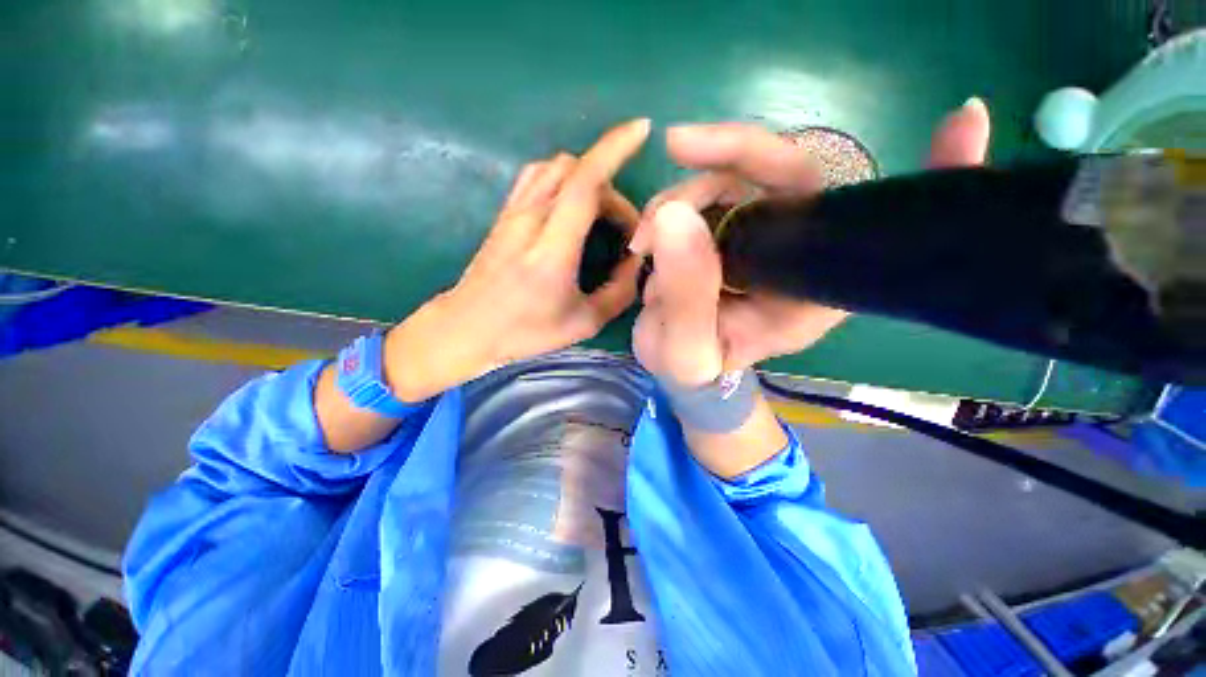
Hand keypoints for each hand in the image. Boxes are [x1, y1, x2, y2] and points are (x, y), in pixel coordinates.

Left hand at [385, 119, 650, 401]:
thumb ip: (618, 292)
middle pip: (576, 171)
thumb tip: (636, 262)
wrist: (467, 328)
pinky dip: (563, 180)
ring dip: (587, 180)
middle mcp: (530, 218)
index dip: (614, 149)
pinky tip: (572, 207)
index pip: (584, 182)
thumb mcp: (583, 322)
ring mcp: (513, 211)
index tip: (641, 130)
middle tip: (623, 230)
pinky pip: (537, 176)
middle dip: (611, 189)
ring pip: (555, 167)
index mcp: (552, 248)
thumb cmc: (525, 331)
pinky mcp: (504, 213)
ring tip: (600, 216)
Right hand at [631, 98, 991, 370]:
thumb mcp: (686, 351)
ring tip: (642, 246)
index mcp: (812, 289)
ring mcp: (759, 235)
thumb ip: (686, 298)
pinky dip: (669, 207)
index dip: (929, 175)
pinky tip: (645, 243)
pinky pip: (703, 195)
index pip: (876, 225)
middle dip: (727, 155)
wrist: (679, 368)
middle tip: (677, 146)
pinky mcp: (725, 229)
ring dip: (678, 197)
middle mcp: (797, 252)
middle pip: (785, 174)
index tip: (966, 119)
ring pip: (730, 179)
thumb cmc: (694, 370)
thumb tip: (673, 217)